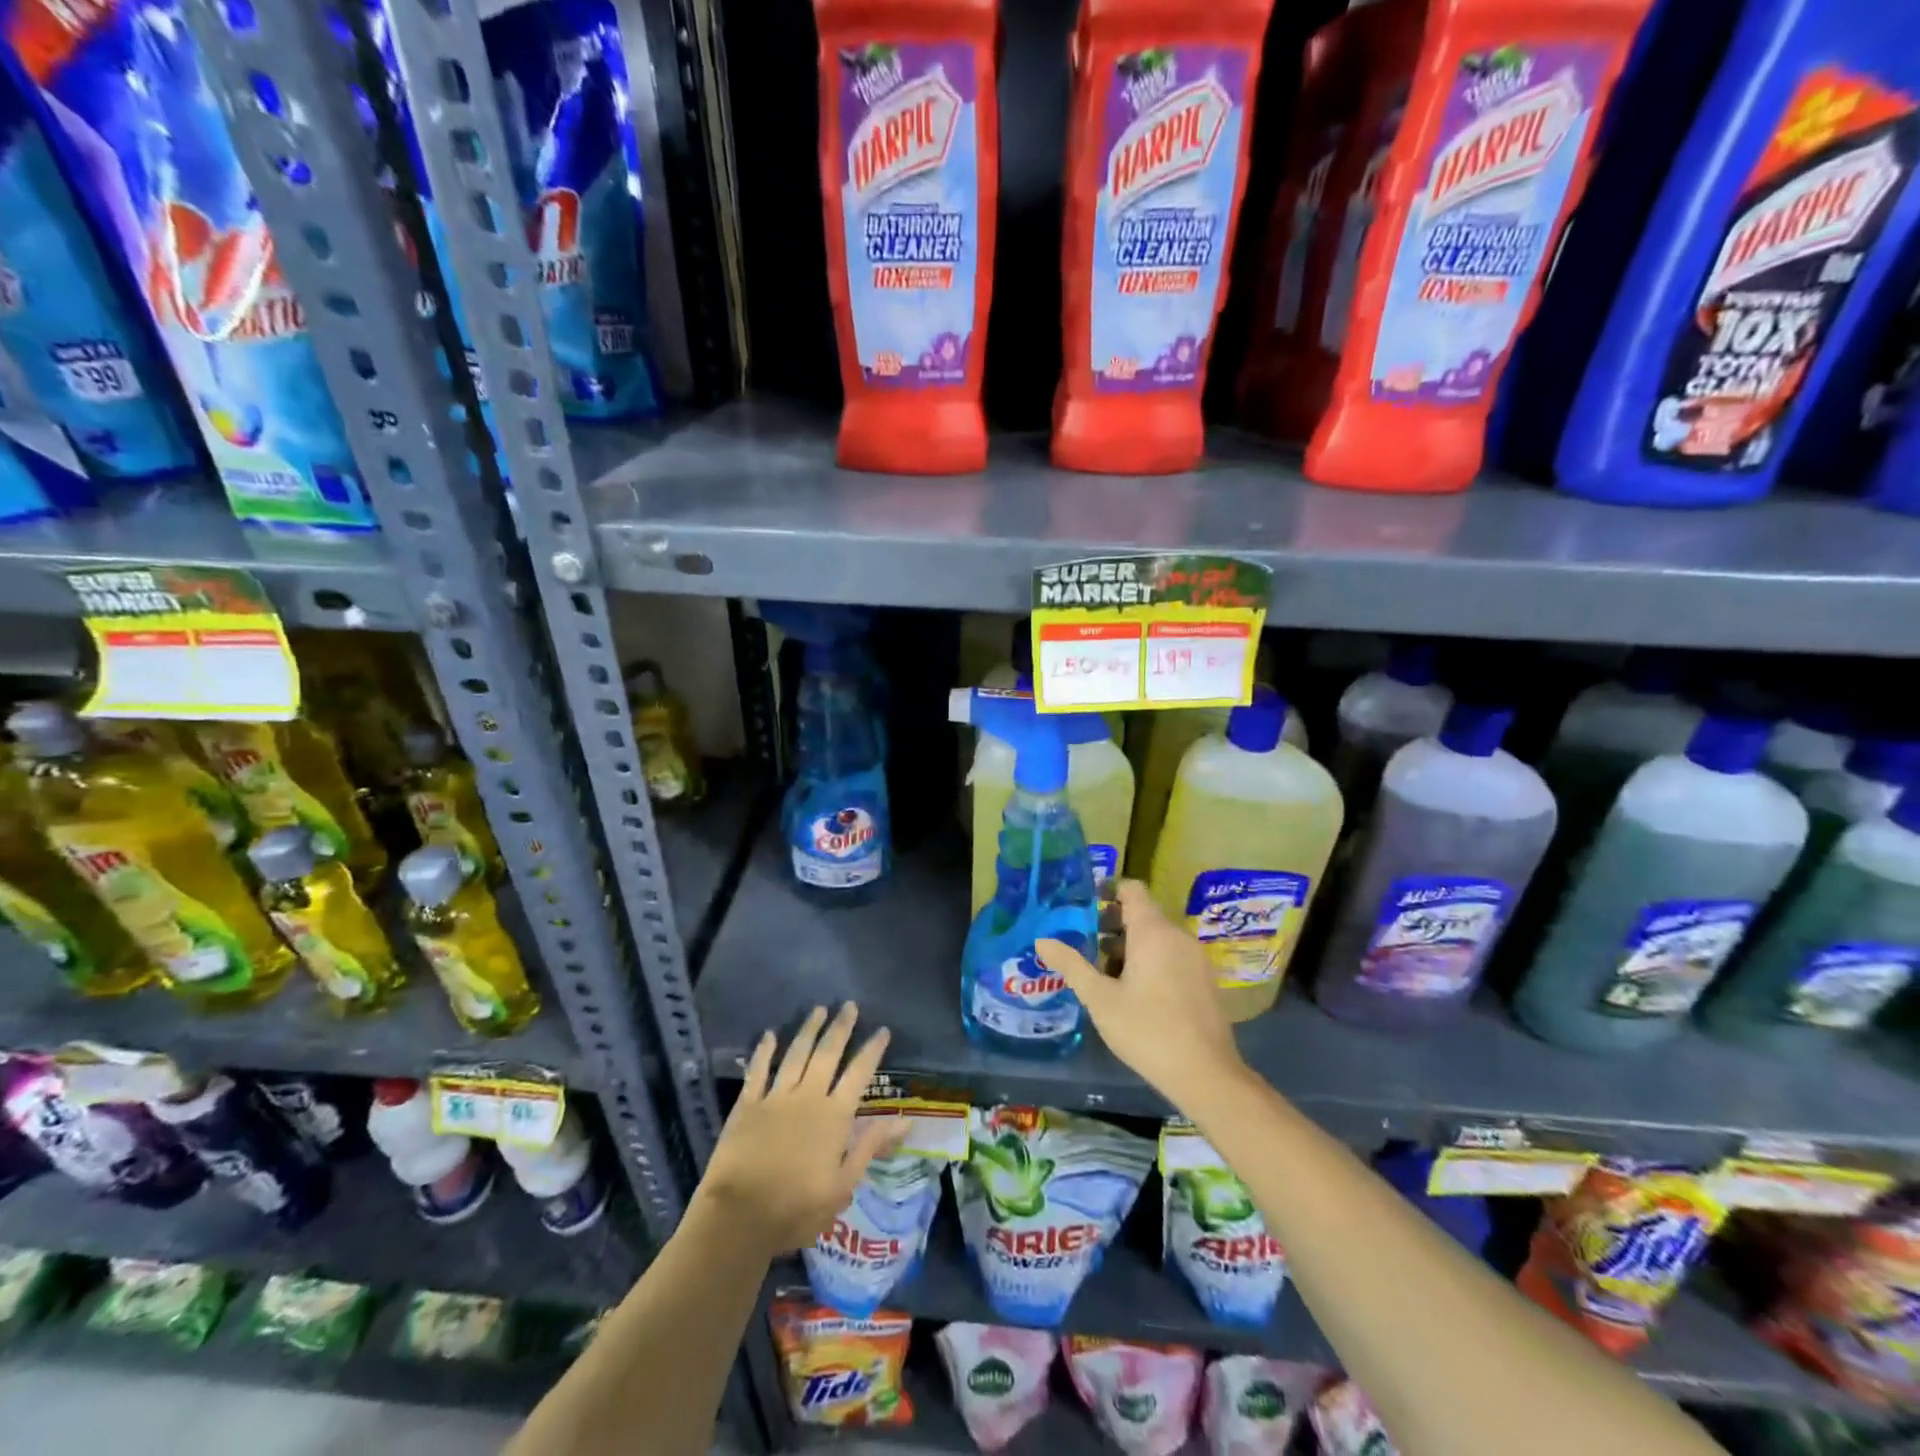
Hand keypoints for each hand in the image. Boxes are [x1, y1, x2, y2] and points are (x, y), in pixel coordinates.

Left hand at [695, 1003, 900, 1256]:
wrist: (739, 1217)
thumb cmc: (797, 1208)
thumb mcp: (843, 1186)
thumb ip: (870, 1147)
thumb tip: (905, 1121)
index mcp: (834, 1116)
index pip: (859, 1074)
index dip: (872, 1051)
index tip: (883, 1030)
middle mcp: (808, 1096)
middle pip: (827, 1053)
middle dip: (841, 1027)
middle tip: (849, 1005)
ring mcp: (776, 1097)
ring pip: (796, 1054)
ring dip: (808, 1030)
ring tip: (819, 1009)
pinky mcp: (748, 1105)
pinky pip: (758, 1071)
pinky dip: (764, 1051)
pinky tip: (770, 1034)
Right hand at [1038, 879, 1245, 1103]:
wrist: (1206, 1075)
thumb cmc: (1147, 1030)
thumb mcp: (1100, 999)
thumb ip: (1071, 965)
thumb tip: (1041, 940)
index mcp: (1153, 931)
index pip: (1131, 890)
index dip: (1107, 891)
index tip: (1082, 907)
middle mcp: (1177, 936)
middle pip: (1142, 914)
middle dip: (1111, 925)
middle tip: (1083, 945)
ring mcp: (1195, 958)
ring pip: (1156, 938)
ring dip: (1129, 947)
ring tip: (1102, 973)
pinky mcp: (1204, 980)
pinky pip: (1171, 955)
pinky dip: (1150, 961)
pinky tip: (1132, 992)